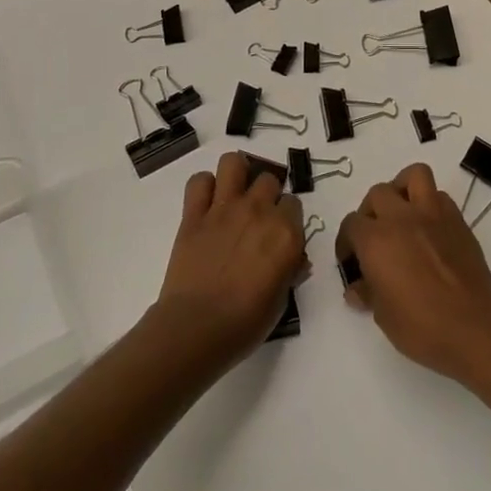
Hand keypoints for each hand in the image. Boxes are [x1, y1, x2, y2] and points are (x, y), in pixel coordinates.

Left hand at [156, 152, 307, 362]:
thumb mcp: (281, 301)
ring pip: (233, 163)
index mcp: (286, 233)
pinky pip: (199, 181)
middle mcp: (258, 211)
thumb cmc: (245, 323)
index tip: (280, 231)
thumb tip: (295, 260)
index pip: (294, 203)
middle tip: (257, 216)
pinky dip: (203, 187)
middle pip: (268, 179)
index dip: (287, 216)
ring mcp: (224, 208)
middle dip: (266, 193)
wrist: (197, 328)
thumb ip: (290, 271)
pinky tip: (206, 203)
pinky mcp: (194, 214)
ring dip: (236, 173)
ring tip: (234, 192)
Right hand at [336, 162, 490, 382]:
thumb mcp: (383, 316)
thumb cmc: (422, 327)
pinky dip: (430, 204)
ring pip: (413, 175)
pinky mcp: (457, 220)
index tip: (352, 261)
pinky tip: (429, 228)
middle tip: (375, 237)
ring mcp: (432, 214)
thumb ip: (368, 293)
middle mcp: (401, 218)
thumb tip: (357, 288)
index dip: (347, 242)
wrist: (474, 328)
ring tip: (402, 213)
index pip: (351, 224)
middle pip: (377, 194)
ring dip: (402, 189)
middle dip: (371, 212)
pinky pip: (439, 196)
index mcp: (376, 240)